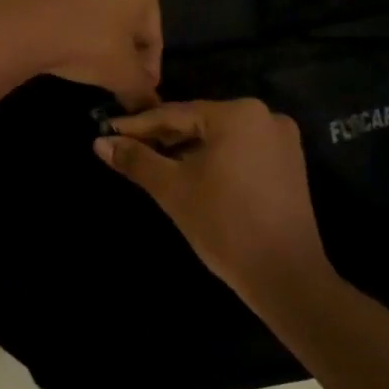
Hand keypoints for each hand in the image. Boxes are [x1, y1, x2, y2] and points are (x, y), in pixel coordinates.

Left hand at [0, 0, 162, 111]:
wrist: (20, 28)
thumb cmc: (86, 45)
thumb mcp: (122, 75)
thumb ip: (142, 90)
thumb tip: (149, 105)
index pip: (151, 31)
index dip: (148, 64)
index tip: (140, 86)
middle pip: (121, 12)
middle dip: (119, 42)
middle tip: (111, 73)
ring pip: (87, 2)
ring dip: (88, 26)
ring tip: (77, 57)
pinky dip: (57, 16)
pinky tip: (51, 40)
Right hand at [96, 99, 333, 301]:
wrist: (285, 275)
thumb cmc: (224, 225)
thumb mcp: (173, 190)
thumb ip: (136, 161)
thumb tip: (100, 143)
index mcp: (238, 113)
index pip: (175, 113)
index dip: (138, 125)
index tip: (107, 131)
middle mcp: (265, 116)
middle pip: (200, 122)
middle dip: (162, 136)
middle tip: (125, 148)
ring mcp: (281, 140)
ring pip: (220, 137)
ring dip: (186, 149)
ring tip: (152, 162)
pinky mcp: (289, 163)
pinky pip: (240, 151)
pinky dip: (213, 159)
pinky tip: (189, 173)